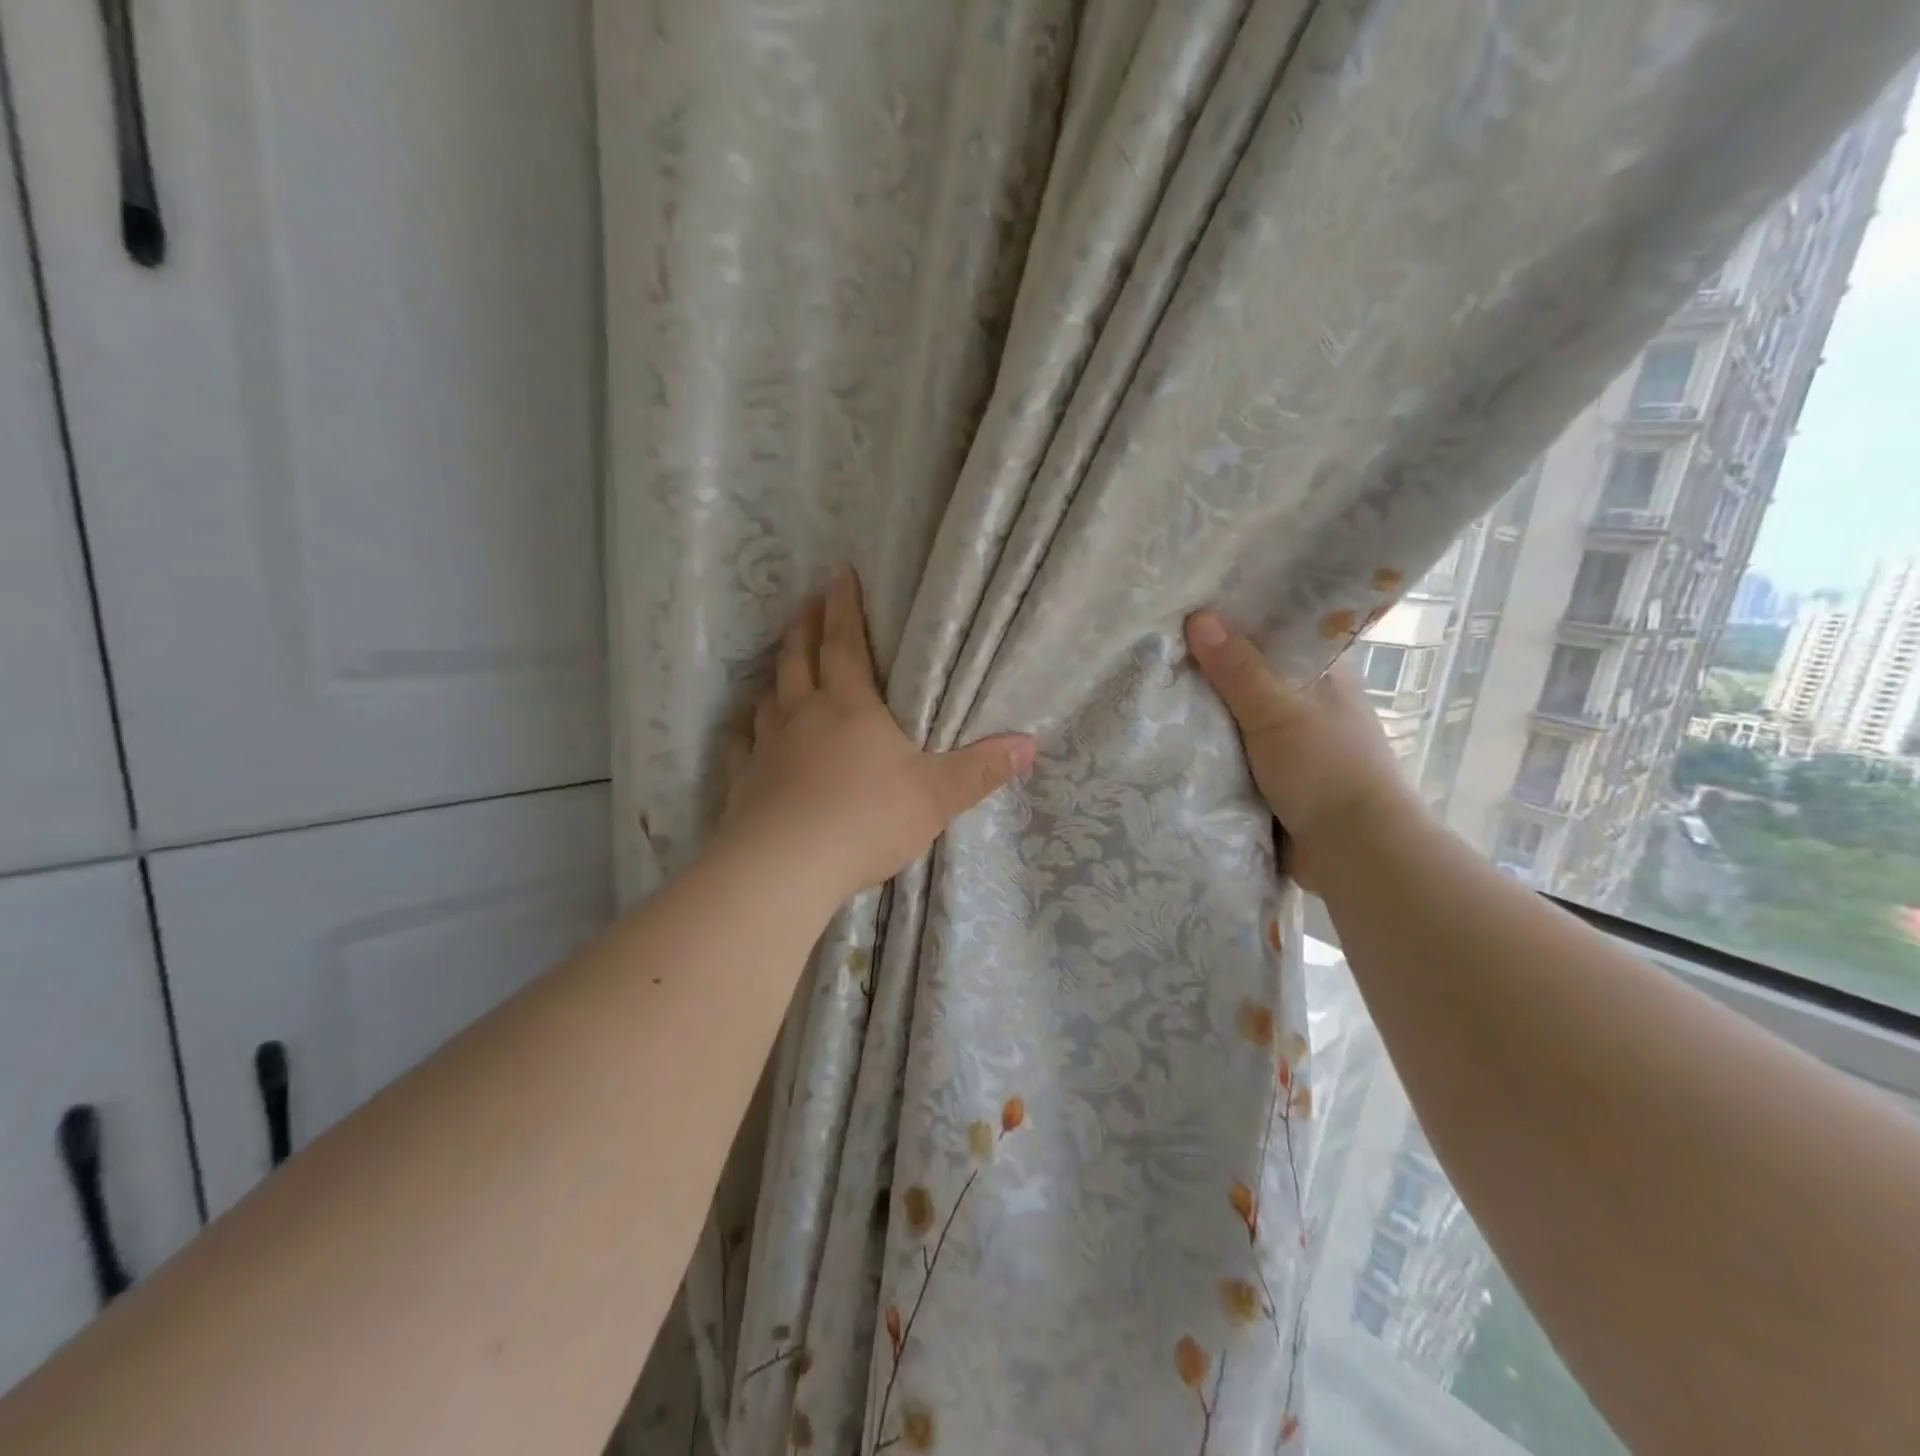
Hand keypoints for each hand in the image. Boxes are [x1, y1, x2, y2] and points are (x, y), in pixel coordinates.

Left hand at [722, 569, 1035, 901]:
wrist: (787, 867)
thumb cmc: (867, 820)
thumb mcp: (936, 795)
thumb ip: (980, 769)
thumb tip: (1029, 744)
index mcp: (850, 707)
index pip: (844, 644)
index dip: (843, 607)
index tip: (838, 575)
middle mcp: (803, 716)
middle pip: (799, 659)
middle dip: (805, 627)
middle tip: (808, 605)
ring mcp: (767, 747)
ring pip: (769, 697)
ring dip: (778, 674)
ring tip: (784, 662)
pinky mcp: (744, 782)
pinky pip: (741, 745)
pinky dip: (745, 731)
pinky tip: (746, 731)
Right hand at [1184, 610, 1423, 891]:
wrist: (1352, 851)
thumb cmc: (1324, 769)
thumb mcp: (1276, 712)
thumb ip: (1237, 669)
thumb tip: (1198, 615)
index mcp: (1323, 673)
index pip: (1278, 630)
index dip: (1238, 616)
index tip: (1191, 605)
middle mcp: (1308, 700)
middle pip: (1251, 671)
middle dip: (1210, 664)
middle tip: (1156, 644)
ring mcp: (1292, 739)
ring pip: (1239, 712)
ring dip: (1206, 707)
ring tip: (1152, 682)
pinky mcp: (1275, 774)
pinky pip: (1233, 748)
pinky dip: (1209, 743)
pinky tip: (1171, 733)